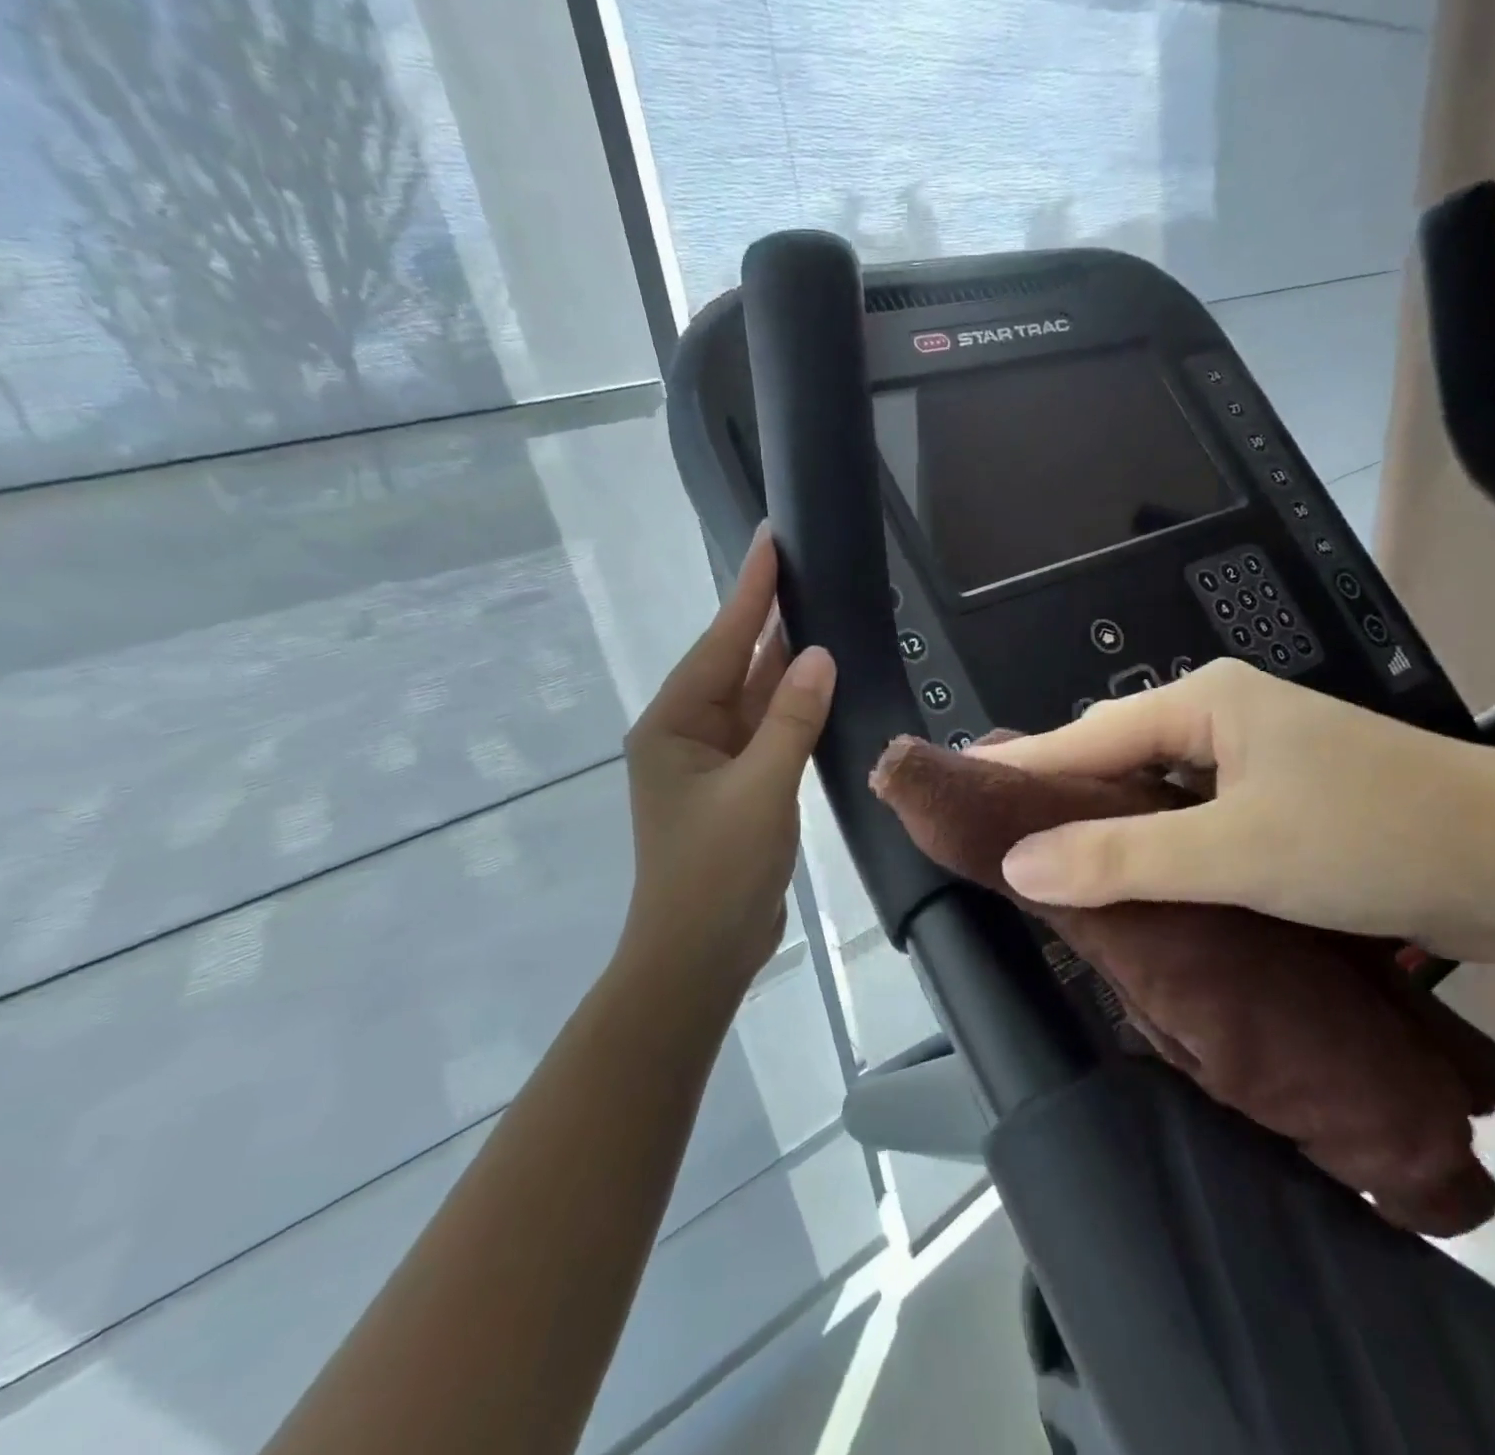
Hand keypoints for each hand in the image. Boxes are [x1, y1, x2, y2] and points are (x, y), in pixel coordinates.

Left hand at [620, 525, 835, 984]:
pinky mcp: (737, 788)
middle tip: (805, 568)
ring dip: (783, 663)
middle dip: (767, 618)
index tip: (772, 539)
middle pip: (734, 663)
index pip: (721, 643)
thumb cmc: (717, 872)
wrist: (699, 955)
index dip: (750, 590)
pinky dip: (792, 709)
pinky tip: (820, 686)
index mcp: (674, 724)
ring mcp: (712, 762)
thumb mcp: (760, 791)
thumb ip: (790, 720)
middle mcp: (687, 733)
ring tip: (819, 612)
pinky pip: (767, 733)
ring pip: (753, 698)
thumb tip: (818, 655)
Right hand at [972, 659, 1494, 962]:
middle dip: (1055, 799)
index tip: (955, 791)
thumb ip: (1122, 858)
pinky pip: (1190, 823)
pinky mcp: (1280, 807)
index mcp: (1204, 704)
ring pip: (1152, 796)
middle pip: (1113, 760)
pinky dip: (1153, 851)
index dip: (1018, 768)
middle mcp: (1221, 721)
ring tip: (1042, 864)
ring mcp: (1254, 764)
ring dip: (1105, 830)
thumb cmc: (1378, 838)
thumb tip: (1016, 864)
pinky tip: (1126, 881)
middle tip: (990, 834)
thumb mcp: (1236, 852)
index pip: (1083, 734)